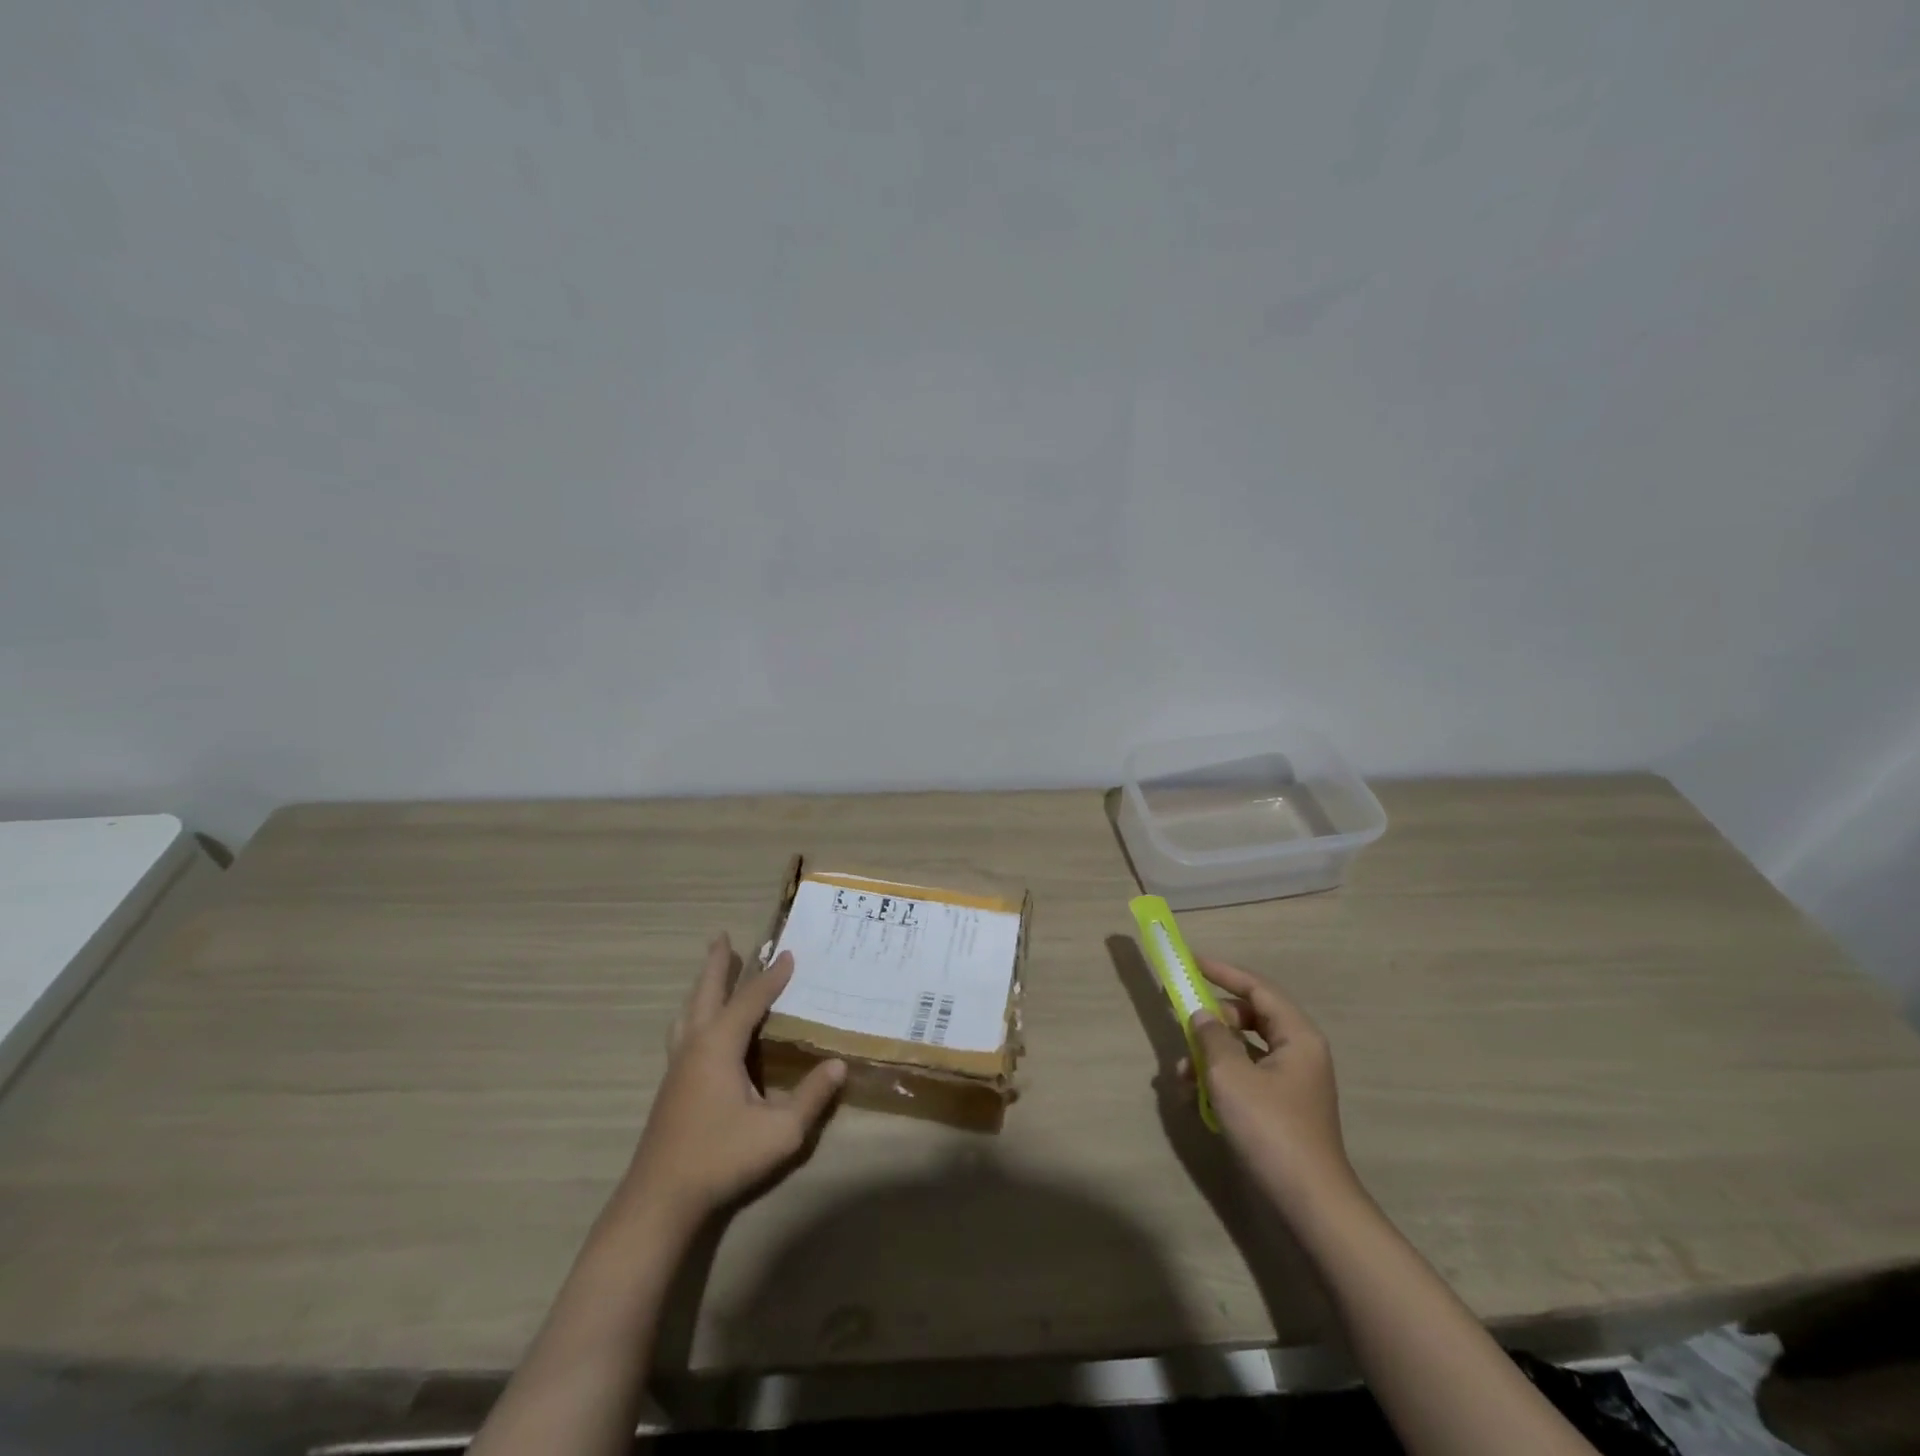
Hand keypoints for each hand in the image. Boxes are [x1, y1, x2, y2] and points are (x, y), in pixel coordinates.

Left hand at [621, 935, 845, 1228]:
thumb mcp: (779, 1132)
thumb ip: (811, 1097)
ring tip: (711, 973)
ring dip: (702, 987)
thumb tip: (838, 1065)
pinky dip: (695, 1013)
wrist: (659, 1199)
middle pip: (706, 993)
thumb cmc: (720, 1158)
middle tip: (721, 936)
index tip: (790, 953)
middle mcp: (695, 1046)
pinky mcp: (670, 1086)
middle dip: (717, 964)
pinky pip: (683, 1031)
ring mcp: (677, 1066)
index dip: (772, 977)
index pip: (750, 1000)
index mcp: (719, 1046)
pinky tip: (700, 1028)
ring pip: (688, 1012)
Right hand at [1179, 957, 1356, 1216]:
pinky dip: (1220, 1079)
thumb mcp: (1230, 1074)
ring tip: (1179, 1074)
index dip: (1223, 972)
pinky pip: (1246, 1077)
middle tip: (1182, 1023)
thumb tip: (1201, 1015)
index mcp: (1297, 1035)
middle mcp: (1299, 1052)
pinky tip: (1193, 1097)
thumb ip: (1211, 1036)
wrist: (1308, 1203)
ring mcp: (1292, 1082)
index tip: (1191, 962)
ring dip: (1210, 1054)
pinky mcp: (1282, 1109)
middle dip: (1212, 1021)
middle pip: (1250, 1017)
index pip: (1257, 987)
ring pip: (1244, 1050)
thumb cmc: (1270, 1128)